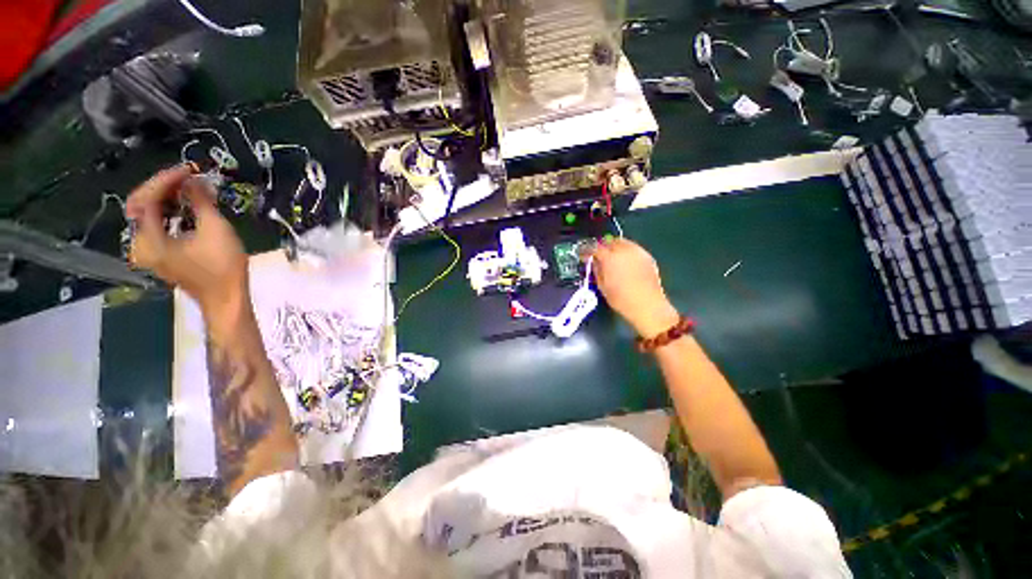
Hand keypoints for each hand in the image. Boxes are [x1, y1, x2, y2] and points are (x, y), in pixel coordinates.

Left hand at [126, 165, 247, 317]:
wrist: (226, 298)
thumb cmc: (222, 266)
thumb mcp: (215, 230)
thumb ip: (201, 201)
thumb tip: (195, 180)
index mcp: (149, 239)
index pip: (146, 198)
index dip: (166, 180)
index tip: (188, 170)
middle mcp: (141, 243)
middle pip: (142, 204)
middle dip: (163, 186)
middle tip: (187, 176)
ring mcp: (149, 250)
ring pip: (148, 213)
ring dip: (166, 197)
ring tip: (188, 187)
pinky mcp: (160, 253)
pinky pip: (157, 224)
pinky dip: (169, 211)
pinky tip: (186, 205)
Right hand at [589, 238, 679, 337]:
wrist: (648, 306)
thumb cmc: (621, 299)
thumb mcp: (602, 286)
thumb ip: (596, 270)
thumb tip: (593, 262)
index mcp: (610, 258)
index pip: (595, 247)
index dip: (587, 250)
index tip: (584, 255)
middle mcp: (624, 250)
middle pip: (609, 241)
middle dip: (602, 246)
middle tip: (597, 255)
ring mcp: (638, 252)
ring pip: (622, 242)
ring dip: (614, 247)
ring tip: (611, 257)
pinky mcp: (647, 256)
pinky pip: (633, 248)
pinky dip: (626, 251)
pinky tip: (625, 262)